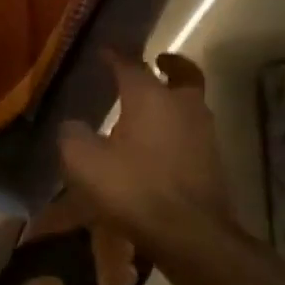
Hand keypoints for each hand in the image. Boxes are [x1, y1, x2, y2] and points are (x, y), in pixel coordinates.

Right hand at [58, 51, 235, 247]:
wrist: (189, 234)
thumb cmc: (133, 188)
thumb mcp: (84, 162)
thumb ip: (73, 136)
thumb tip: (72, 125)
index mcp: (150, 97)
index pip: (131, 64)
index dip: (114, 56)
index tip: (104, 51)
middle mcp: (183, 106)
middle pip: (183, 73)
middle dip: (169, 65)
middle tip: (156, 63)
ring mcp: (204, 133)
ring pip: (190, 103)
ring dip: (174, 99)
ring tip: (150, 109)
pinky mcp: (212, 161)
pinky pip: (192, 132)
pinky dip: (177, 128)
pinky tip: (158, 144)